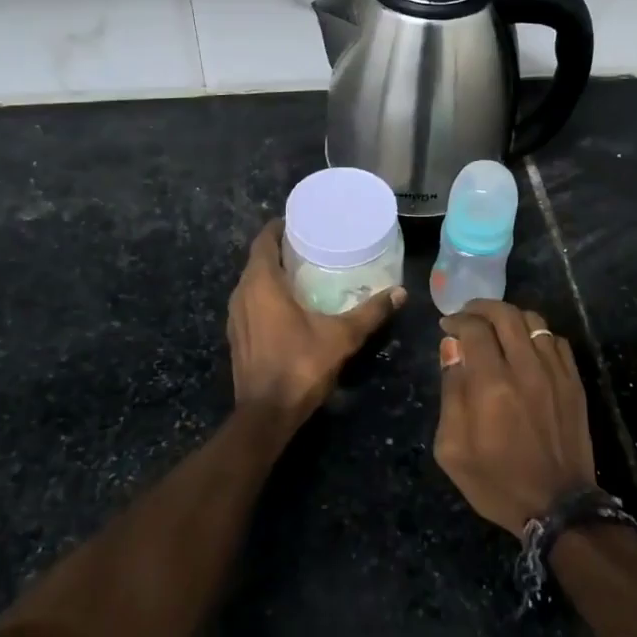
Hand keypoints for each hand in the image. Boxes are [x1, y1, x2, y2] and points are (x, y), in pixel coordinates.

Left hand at [227, 219, 404, 427]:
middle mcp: (241, 294)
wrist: (266, 415)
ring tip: (303, 271)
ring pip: (252, 283)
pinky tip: (289, 305)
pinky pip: (250, 303)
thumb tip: (401, 292)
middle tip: (311, 245)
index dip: (279, 227)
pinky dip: (266, 296)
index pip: (264, 240)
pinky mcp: (236, 336)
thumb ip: (370, 312)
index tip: (301, 221)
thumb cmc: (300, 365)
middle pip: (258, 260)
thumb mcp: (342, 336)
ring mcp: (235, 317)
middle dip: (280, 250)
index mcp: (261, 283)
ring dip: (272, 274)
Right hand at [433, 300, 597, 537]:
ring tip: (496, 325)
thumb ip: (450, 392)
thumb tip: (451, 348)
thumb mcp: (453, 448)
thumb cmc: (496, 481)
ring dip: (510, 316)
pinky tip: (525, 345)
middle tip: (468, 315)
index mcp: (491, 385)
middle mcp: (525, 369)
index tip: (447, 326)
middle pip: (505, 314)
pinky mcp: (574, 382)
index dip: (457, 320)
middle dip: (481, 307)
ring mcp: (555, 373)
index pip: (474, 329)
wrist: (557, 507)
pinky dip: (536, 333)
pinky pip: (556, 340)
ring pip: (534, 321)